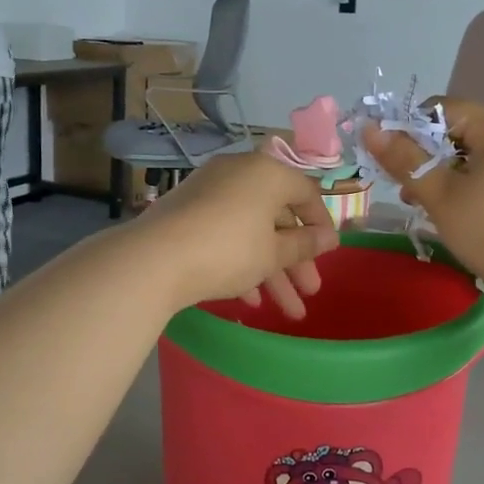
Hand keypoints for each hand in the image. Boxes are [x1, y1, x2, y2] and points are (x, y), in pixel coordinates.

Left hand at [132, 150, 338, 317]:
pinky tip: (249, 300)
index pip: (306, 192)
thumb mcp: (273, 253)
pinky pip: (224, 234)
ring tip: (286, 310)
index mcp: (267, 173)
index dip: (321, 224)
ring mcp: (209, 192)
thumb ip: (304, 245)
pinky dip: (240, 262)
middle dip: (296, 259)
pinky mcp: (186, 212)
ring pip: (251, 230)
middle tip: (309, 292)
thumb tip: (329, 238)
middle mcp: (239, 173)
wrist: (155, 259)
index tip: (328, 254)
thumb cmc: (228, 250)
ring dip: (271, 270)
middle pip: (277, 216)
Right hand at [362, 99, 483, 317]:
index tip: (391, 164)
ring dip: (440, 179)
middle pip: (454, 133)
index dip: (408, 130)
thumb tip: (370, 129)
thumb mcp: (440, 195)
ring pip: (469, 160)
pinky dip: (463, 192)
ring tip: (423, 209)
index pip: (439, 109)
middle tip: (405, 193)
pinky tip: (453, 219)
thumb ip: (404, 160)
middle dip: (423, 159)